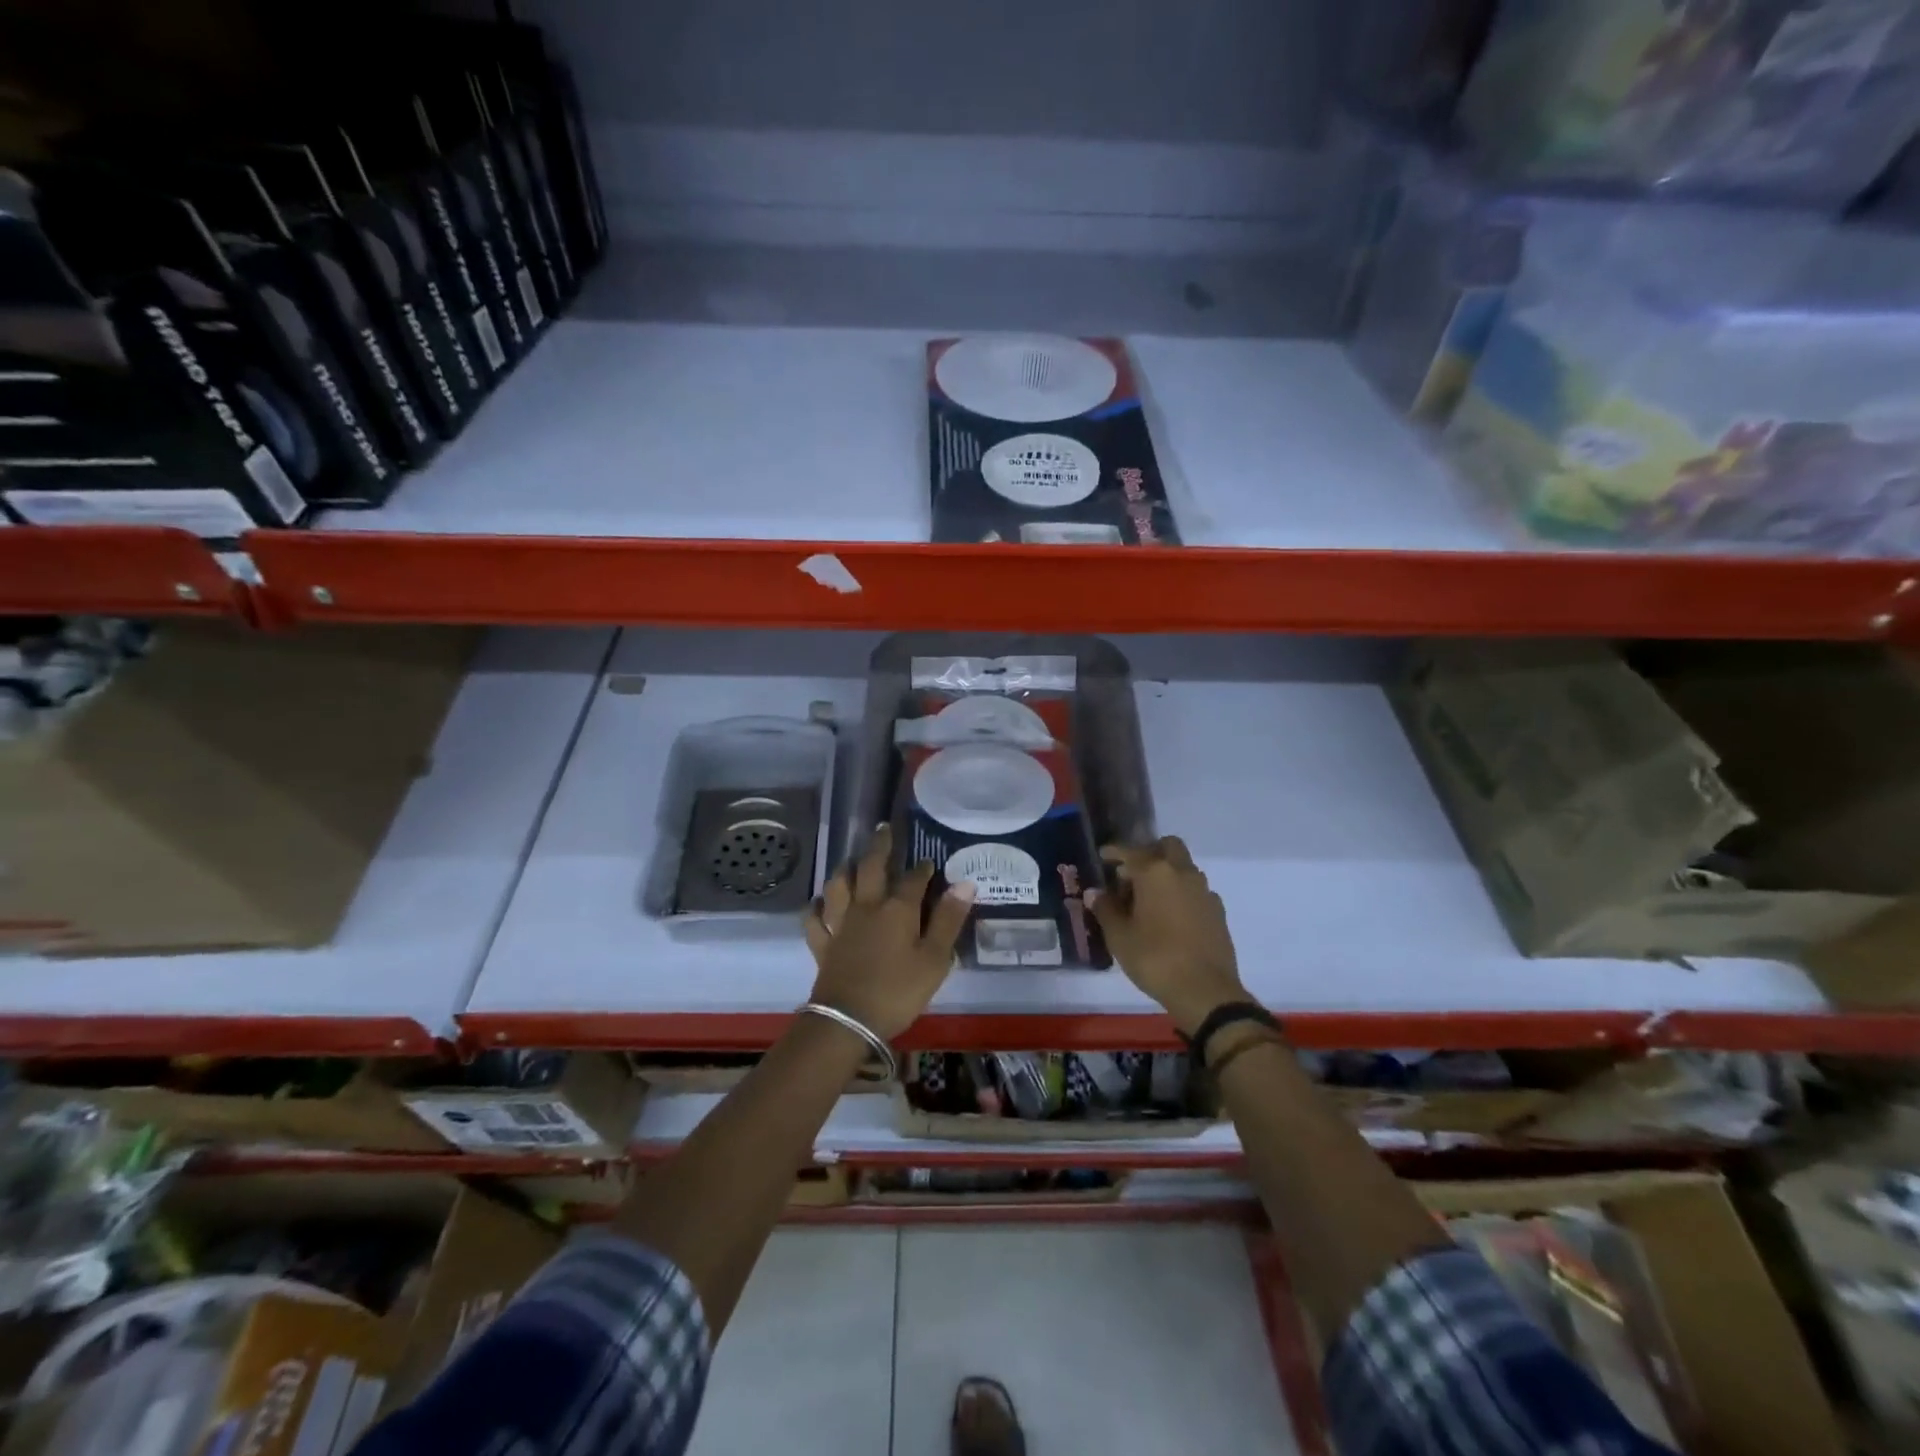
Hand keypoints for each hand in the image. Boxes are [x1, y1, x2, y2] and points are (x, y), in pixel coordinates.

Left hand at [804, 825, 973, 1041]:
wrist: (847, 1021)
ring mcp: (840, 924)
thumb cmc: (898, 991)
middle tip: (882, 829)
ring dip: (844, 869)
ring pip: (838, 886)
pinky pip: (814, 919)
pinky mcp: (822, 944)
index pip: (913, 879)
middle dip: (879, 847)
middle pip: (870, 868)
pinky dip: (815, 907)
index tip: (929, 861)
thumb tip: (965, 884)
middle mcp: (866, 907)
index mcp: (897, 909)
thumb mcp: (934, 959)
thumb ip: (949, 920)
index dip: (922, 869)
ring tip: (850, 860)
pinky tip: (818, 903)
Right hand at [1087, 836, 1247, 1035]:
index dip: (1114, 852)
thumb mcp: (1119, 936)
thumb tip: (1096, 893)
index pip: (1130, 851)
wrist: (1205, 992)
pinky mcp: (1218, 911)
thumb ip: (1106, 909)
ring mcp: (1204, 891)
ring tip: (1147, 900)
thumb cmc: (1155, 958)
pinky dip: (1180, 894)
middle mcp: (1183, 873)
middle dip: (1148, 853)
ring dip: (1166, 874)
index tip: (1103, 856)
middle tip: (1130, 874)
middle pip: (1167, 847)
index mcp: (1155, 873)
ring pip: (1183, 868)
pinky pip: (1195, 890)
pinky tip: (1169, 917)